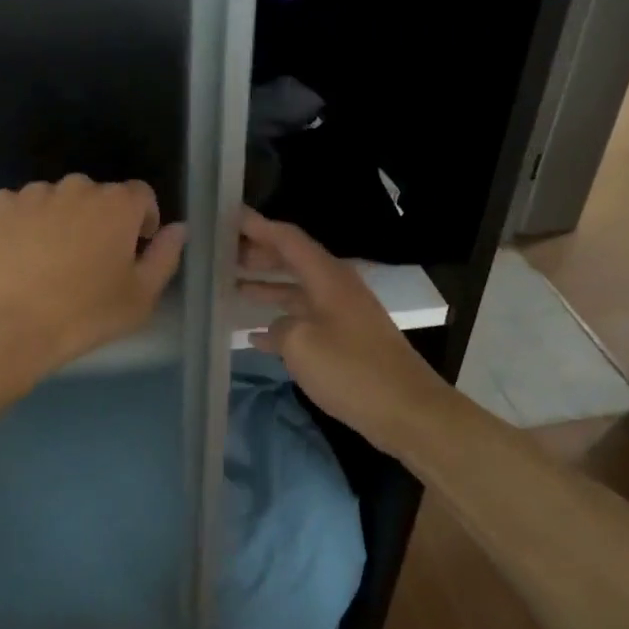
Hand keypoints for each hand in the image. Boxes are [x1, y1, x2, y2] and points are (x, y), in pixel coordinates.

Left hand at [0, 175, 185, 382]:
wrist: (8, 325)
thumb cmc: (85, 314)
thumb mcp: (141, 296)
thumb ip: (165, 256)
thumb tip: (178, 229)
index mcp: (118, 204)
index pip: (141, 195)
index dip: (141, 220)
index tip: (133, 249)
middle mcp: (77, 187)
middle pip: (97, 196)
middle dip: (100, 220)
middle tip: (90, 261)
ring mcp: (34, 193)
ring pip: (57, 199)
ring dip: (62, 219)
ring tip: (50, 260)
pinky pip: (20, 207)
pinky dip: (24, 223)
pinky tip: (19, 256)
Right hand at [239, 208, 451, 454]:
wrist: (406, 410)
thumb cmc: (351, 371)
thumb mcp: (301, 345)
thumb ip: (279, 327)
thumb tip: (275, 327)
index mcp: (328, 278)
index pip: (288, 239)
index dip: (257, 226)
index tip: (227, 217)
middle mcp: (335, 288)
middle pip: (292, 260)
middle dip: (258, 254)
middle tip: (222, 254)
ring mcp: (341, 315)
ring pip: (296, 290)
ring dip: (266, 286)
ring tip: (230, 285)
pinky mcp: (344, 341)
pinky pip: (304, 320)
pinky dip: (279, 322)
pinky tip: (253, 334)